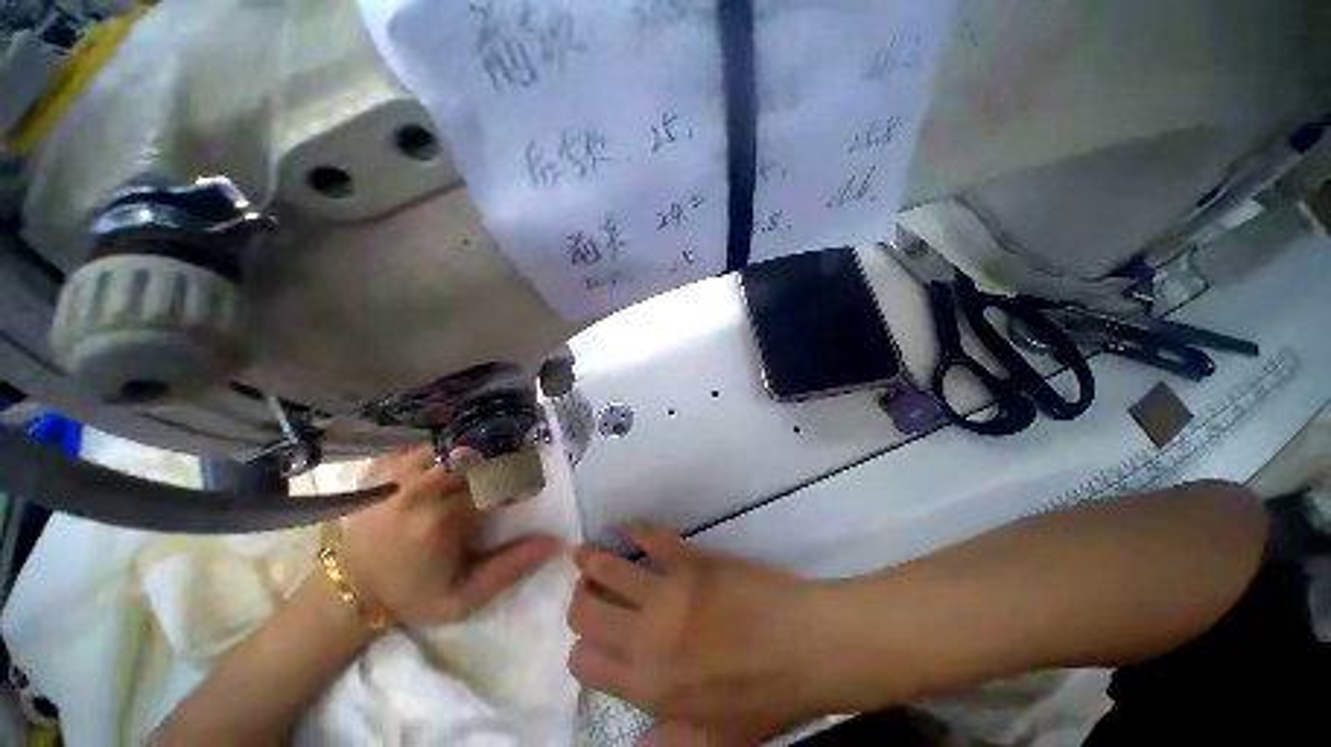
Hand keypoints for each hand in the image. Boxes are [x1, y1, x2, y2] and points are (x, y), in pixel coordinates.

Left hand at [337, 446, 561, 625]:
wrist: (349, 588)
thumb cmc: (412, 594)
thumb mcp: (465, 596)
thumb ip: (511, 568)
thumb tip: (555, 543)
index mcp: (442, 519)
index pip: (498, 484)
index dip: (516, 485)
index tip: (518, 496)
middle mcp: (420, 489)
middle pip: (478, 460)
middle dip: (496, 468)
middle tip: (497, 483)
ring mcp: (397, 473)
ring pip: (453, 448)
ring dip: (470, 460)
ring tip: (471, 476)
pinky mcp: (382, 467)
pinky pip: (425, 447)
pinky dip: (442, 455)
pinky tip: (443, 471)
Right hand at [567, 526, 829, 742]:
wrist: (805, 646)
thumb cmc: (765, 697)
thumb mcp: (717, 741)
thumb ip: (669, 742)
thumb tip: (633, 746)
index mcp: (650, 685)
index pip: (586, 664)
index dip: (580, 650)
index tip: (589, 638)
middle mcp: (647, 638)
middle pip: (586, 613)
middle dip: (578, 601)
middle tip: (585, 591)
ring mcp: (668, 593)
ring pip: (609, 569)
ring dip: (590, 560)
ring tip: (584, 554)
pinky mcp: (691, 561)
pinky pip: (653, 538)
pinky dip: (636, 530)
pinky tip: (630, 528)